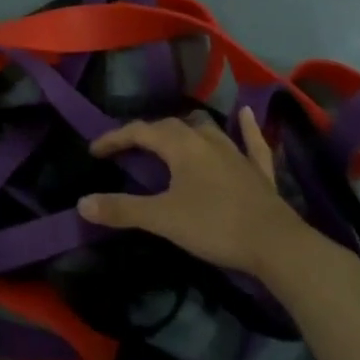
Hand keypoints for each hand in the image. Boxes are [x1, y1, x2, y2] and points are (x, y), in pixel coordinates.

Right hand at [79, 108, 358, 294]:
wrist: (277, 245)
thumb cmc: (215, 226)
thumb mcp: (162, 219)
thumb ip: (122, 209)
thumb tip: (82, 203)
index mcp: (181, 145)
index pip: (139, 131)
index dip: (114, 138)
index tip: (94, 151)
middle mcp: (207, 139)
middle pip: (170, 126)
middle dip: (146, 134)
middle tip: (128, 149)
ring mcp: (236, 152)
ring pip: (206, 128)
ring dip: (186, 128)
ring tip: (172, 135)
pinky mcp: (258, 170)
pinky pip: (251, 141)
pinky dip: (245, 128)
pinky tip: (245, 115)